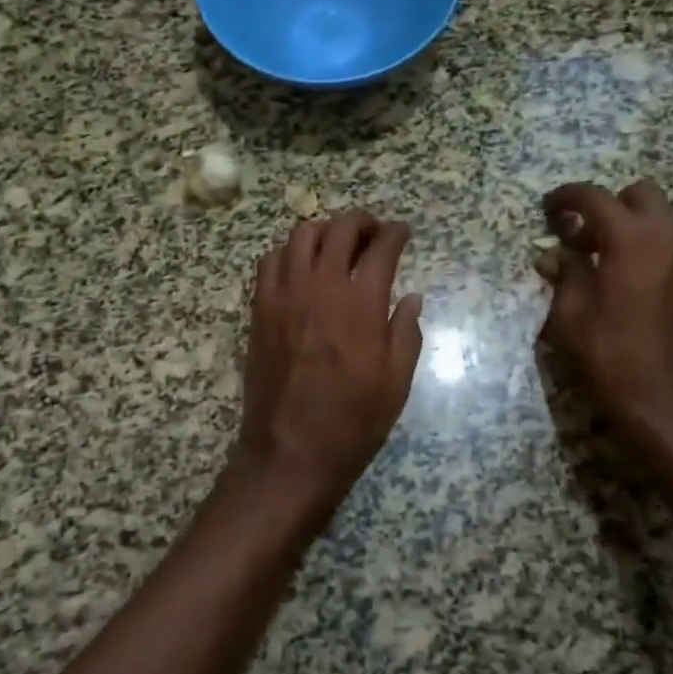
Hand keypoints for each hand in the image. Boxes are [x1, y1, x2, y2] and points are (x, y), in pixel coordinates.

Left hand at [234, 210, 423, 522]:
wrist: (291, 451)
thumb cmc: (352, 421)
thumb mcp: (396, 382)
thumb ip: (406, 332)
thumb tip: (412, 298)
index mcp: (361, 303)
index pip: (381, 248)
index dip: (395, 234)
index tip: (402, 233)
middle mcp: (320, 286)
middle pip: (339, 229)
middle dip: (361, 222)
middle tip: (372, 233)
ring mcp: (284, 294)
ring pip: (300, 236)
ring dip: (324, 231)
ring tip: (336, 245)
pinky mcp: (260, 308)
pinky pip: (270, 261)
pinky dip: (289, 252)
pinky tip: (301, 268)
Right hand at [540, 180, 672, 443]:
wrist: (668, 403)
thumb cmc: (610, 356)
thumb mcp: (571, 314)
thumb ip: (565, 273)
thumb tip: (554, 255)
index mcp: (631, 240)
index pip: (594, 197)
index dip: (567, 197)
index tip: (549, 208)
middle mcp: (670, 238)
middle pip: (641, 194)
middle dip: (610, 205)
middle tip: (586, 237)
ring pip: (664, 222)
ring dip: (634, 230)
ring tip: (610, 265)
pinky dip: (655, 254)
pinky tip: (638, 288)